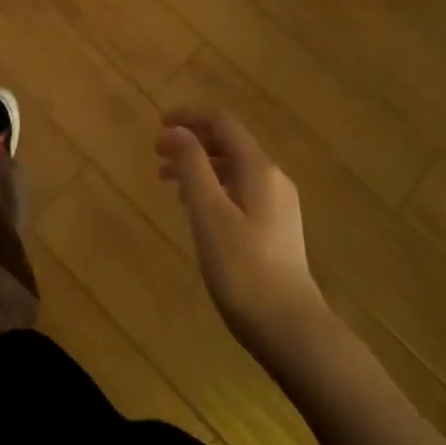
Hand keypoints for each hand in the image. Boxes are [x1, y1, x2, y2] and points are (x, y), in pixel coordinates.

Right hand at [156, 109, 325, 359]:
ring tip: (168, 184)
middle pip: (229, 144)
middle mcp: (273, 179)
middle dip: (191, 143)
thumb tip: (176, 130)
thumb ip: (191, 165)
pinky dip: (213, 188)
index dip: (189, 118)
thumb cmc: (242, 267)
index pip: (223, 123)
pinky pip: (240, 191)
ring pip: (233, 170)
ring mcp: (278, 205)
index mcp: (259, 169)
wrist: (289, 327)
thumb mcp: (208, 212)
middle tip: (156, 156)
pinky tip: (196, 210)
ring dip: (200, 167)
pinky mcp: (276, 228)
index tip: (158, 126)